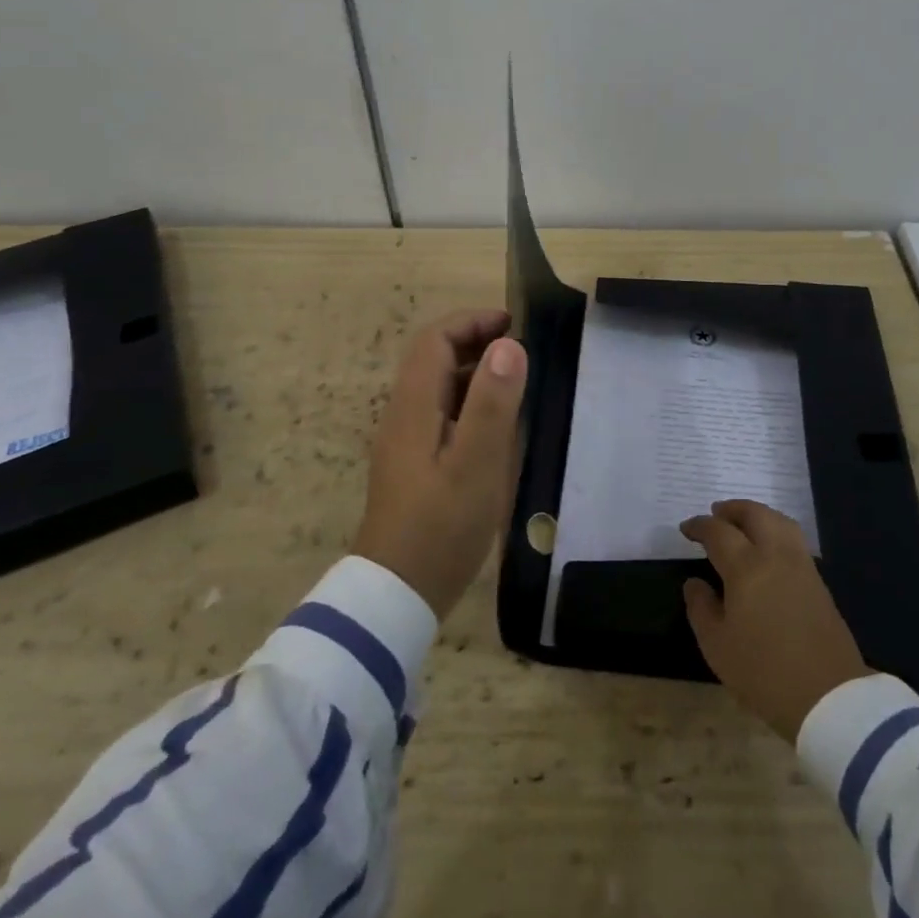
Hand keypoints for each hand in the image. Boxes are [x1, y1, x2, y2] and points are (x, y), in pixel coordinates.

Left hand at [353, 309, 527, 618]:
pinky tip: (498, 426)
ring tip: (518, 381)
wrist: (396, 595)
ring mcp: (406, 441)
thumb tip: (509, 345)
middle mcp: (404, 414)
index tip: (514, 324)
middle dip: (476, 341)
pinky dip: (470, 403)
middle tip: (522, 350)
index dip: (472, 322)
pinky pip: (442, 414)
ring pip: (439, 387)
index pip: (435, 339)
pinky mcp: (414, 464)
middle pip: (434, 358)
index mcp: (414, 406)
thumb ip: (493, 403)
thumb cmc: (440, 527)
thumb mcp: (477, 464)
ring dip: (475, 372)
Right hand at [681, 500, 871, 741]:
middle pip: (754, 514)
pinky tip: (768, 549)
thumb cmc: (763, 672)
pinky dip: (776, 531)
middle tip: (715, 514)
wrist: (828, 697)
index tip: (686, 529)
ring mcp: (801, 566)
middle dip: (732, 509)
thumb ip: (701, 608)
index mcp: (746, 567)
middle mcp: (775, 555)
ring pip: (779, 521)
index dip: (699, 526)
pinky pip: (793, 540)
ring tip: (743, 524)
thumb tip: (695, 583)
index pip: (718, 532)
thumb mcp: (717, 646)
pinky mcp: (818, 581)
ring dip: (757, 515)